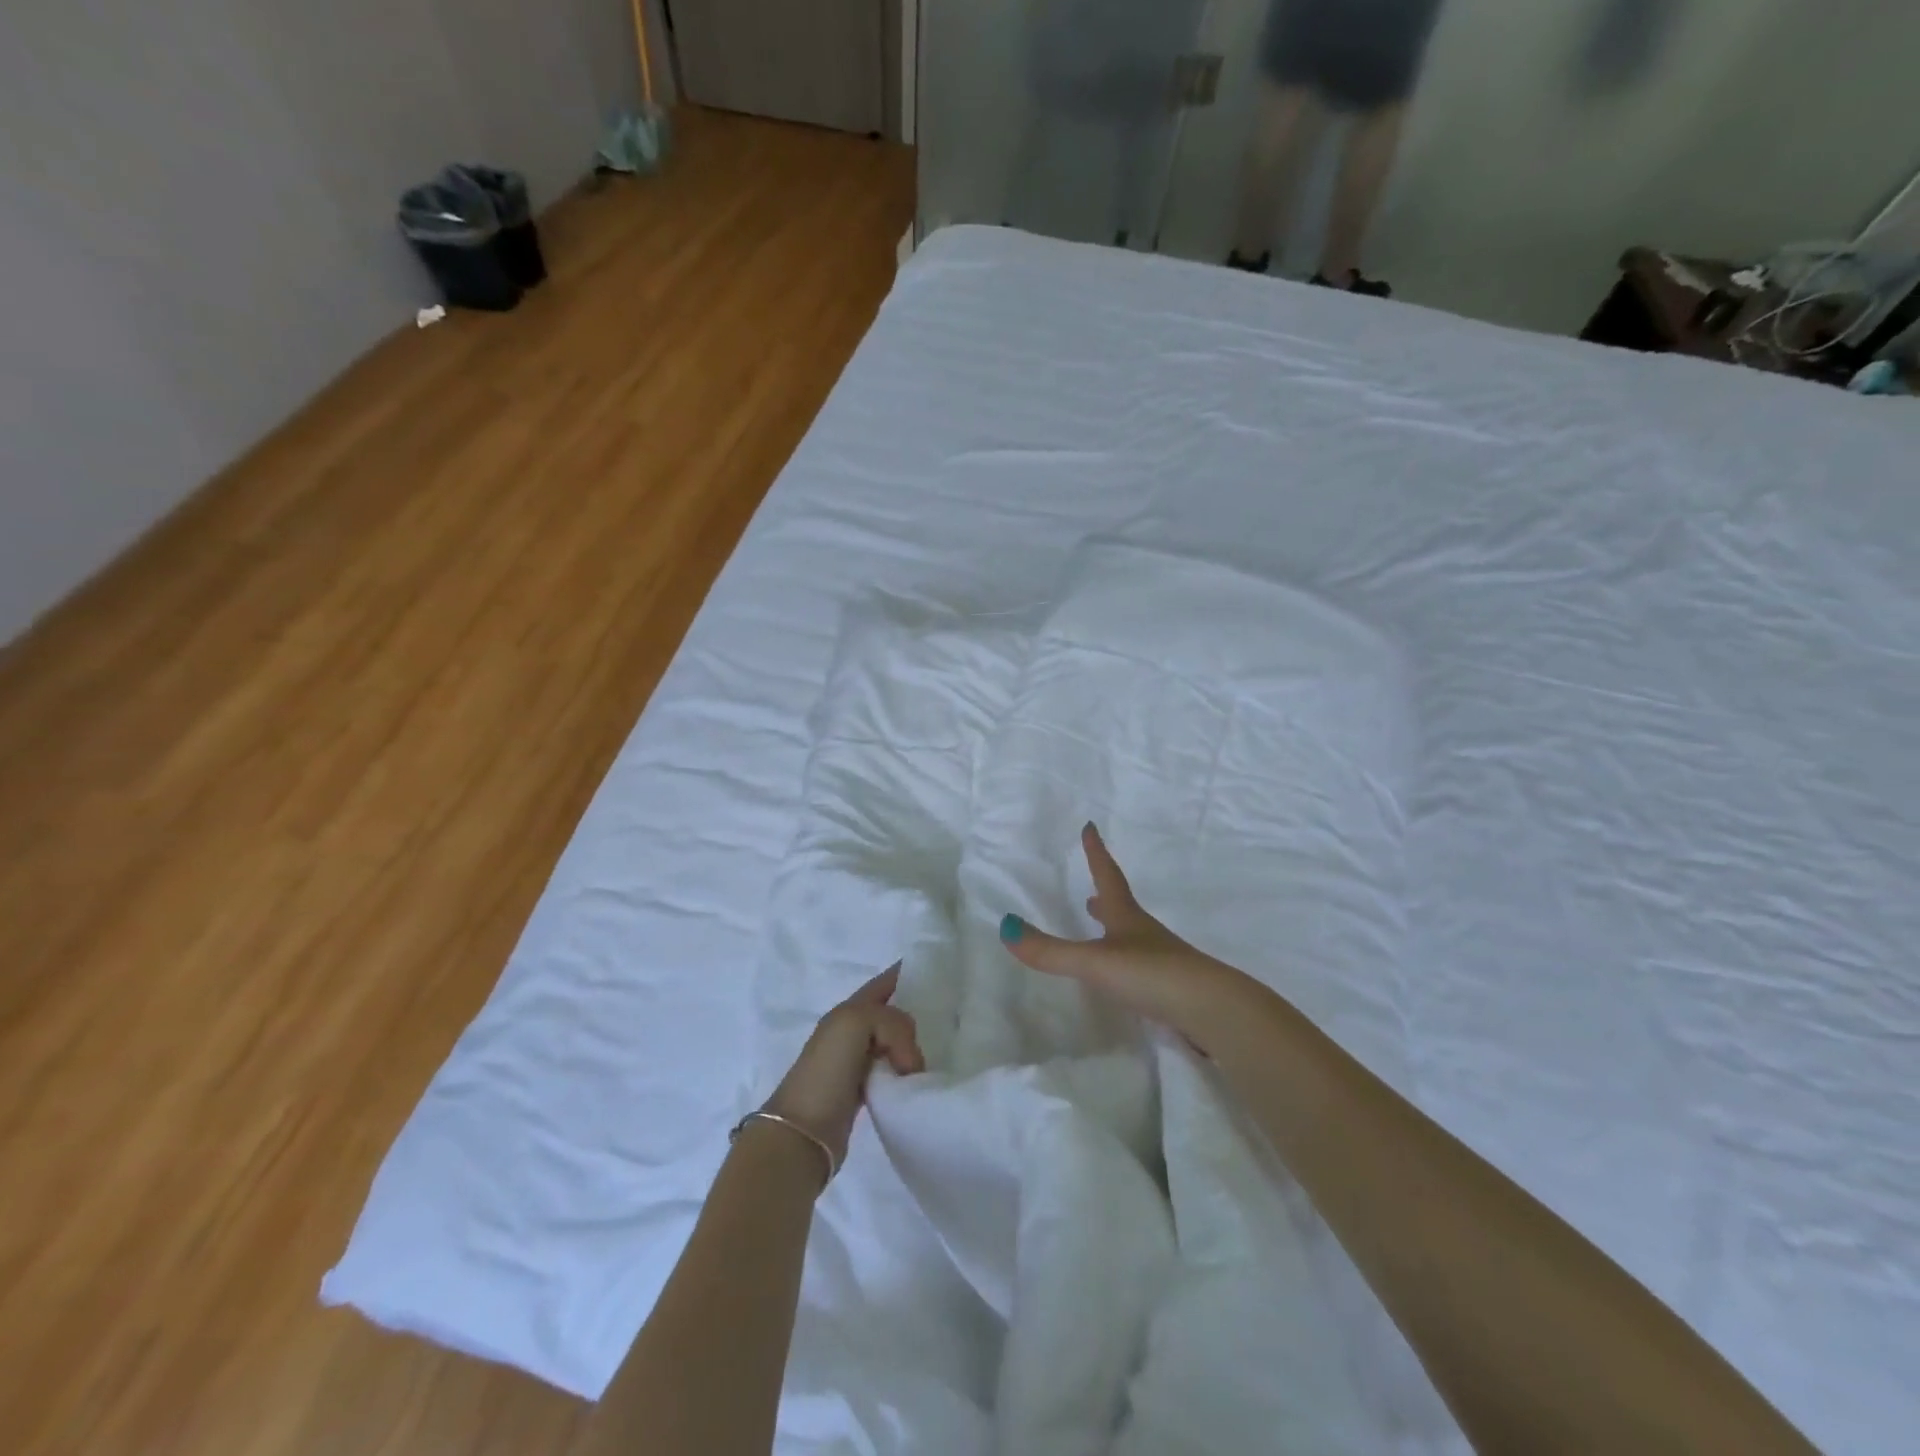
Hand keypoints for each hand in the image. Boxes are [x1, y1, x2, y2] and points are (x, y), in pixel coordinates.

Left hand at [763, 964, 924, 1168]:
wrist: (803, 1134)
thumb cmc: (826, 1071)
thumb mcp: (856, 1024)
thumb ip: (891, 1023)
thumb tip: (910, 1061)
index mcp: (847, 1011)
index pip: (883, 984)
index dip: (907, 974)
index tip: (939, 975)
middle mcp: (851, 1032)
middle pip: (892, 1013)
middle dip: (917, 1012)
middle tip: (948, 1021)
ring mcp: (856, 1062)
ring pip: (894, 1043)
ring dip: (914, 1046)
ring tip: (940, 1052)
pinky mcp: (863, 1092)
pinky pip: (893, 1071)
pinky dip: (908, 1072)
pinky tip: (921, 1079)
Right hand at [999, 823, 1252, 1048]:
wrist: (1211, 1010)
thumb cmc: (1150, 973)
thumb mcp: (1094, 961)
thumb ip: (1051, 951)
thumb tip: (1005, 927)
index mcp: (1127, 917)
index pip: (1107, 876)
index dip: (1096, 853)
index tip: (1091, 827)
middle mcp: (1145, 934)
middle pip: (1122, 908)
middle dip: (1104, 897)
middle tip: (1091, 894)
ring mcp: (1162, 962)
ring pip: (1133, 939)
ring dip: (1115, 930)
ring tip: (1102, 930)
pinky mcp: (1171, 990)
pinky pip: (1142, 968)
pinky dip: (1127, 963)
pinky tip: (1123, 978)